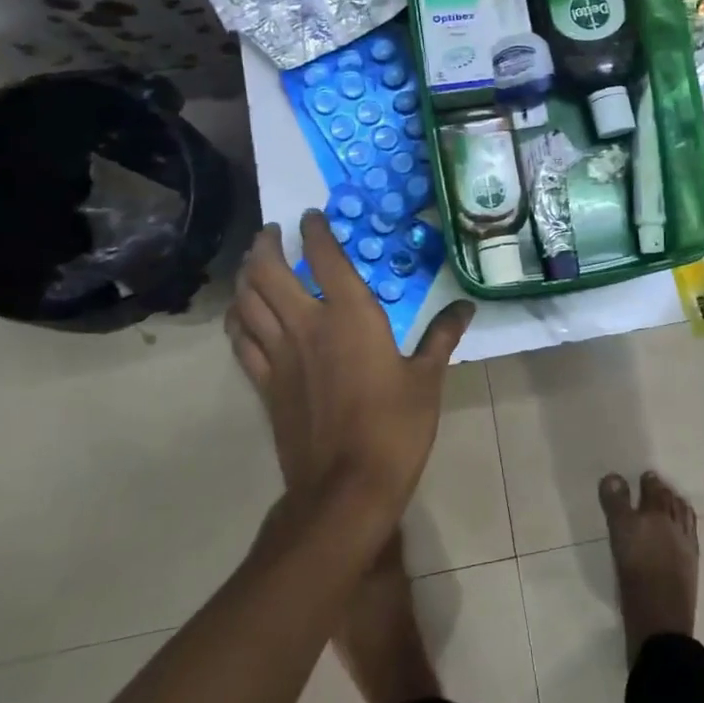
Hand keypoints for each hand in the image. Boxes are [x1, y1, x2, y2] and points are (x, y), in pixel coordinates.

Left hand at [227, 211, 474, 516]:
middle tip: (272, 232)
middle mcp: (306, 324)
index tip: (311, 216)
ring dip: (245, 275)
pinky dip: (237, 319)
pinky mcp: (264, 384)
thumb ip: (442, 336)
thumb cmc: (395, 427)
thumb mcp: (427, 378)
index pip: (324, 257)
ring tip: (251, 263)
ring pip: (246, 301)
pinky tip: (241, 314)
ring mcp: (278, 355)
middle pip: (268, 271)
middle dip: (266, 245)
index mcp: (350, 315)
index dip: (314, 230)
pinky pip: (240, 340)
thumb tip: (466, 307)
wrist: (346, 487)